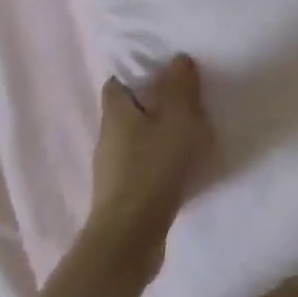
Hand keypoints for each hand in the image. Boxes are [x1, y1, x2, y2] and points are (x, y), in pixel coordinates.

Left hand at [86, 54, 213, 274]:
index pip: (117, 84)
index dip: (137, 76)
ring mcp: (112, 170)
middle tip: (186, 102)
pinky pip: (142, 167)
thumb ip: (180, 88)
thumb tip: (177, 58)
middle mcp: (108, 137)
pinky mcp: (122, 196)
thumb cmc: (153, 169)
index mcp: (116, 113)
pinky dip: (158, 163)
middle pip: (127, 112)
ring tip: (189, 136)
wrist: (130, 238)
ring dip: (157, 136)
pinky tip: (181, 170)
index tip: (164, 75)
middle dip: (152, 105)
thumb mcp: (177, 120)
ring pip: (135, 141)